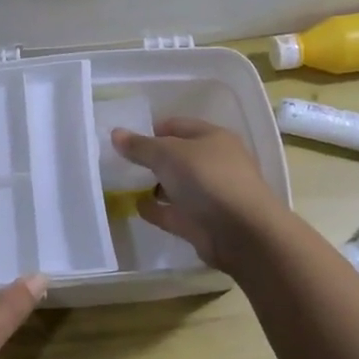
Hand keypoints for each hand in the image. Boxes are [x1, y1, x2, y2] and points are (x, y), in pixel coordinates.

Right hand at [111, 118, 286, 269]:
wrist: (242, 233)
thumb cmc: (207, 179)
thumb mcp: (168, 154)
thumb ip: (140, 146)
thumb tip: (115, 133)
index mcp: (213, 138)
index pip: (179, 126)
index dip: (153, 129)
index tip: (127, 139)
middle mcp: (214, 164)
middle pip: (178, 157)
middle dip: (152, 159)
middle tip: (122, 162)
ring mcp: (210, 195)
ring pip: (177, 186)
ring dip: (154, 186)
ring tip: (123, 185)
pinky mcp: (203, 223)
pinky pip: (174, 212)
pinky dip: (157, 209)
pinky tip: (136, 207)